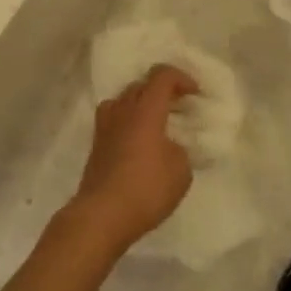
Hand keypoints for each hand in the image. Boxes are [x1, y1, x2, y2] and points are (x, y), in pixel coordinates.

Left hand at [68, 65, 197, 253]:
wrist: (102, 215)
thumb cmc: (146, 189)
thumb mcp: (181, 171)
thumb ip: (180, 150)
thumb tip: (170, 146)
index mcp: (146, 110)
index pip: (162, 76)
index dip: (181, 78)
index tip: (195, 94)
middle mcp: (123, 110)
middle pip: (141, 84)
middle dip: (162, 90)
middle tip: (178, 107)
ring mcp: (105, 126)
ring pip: (124, 100)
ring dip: (141, 103)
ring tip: (155, 121)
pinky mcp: (96, 144)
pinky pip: (114, 119)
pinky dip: (128, 121)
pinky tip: (138, 141)